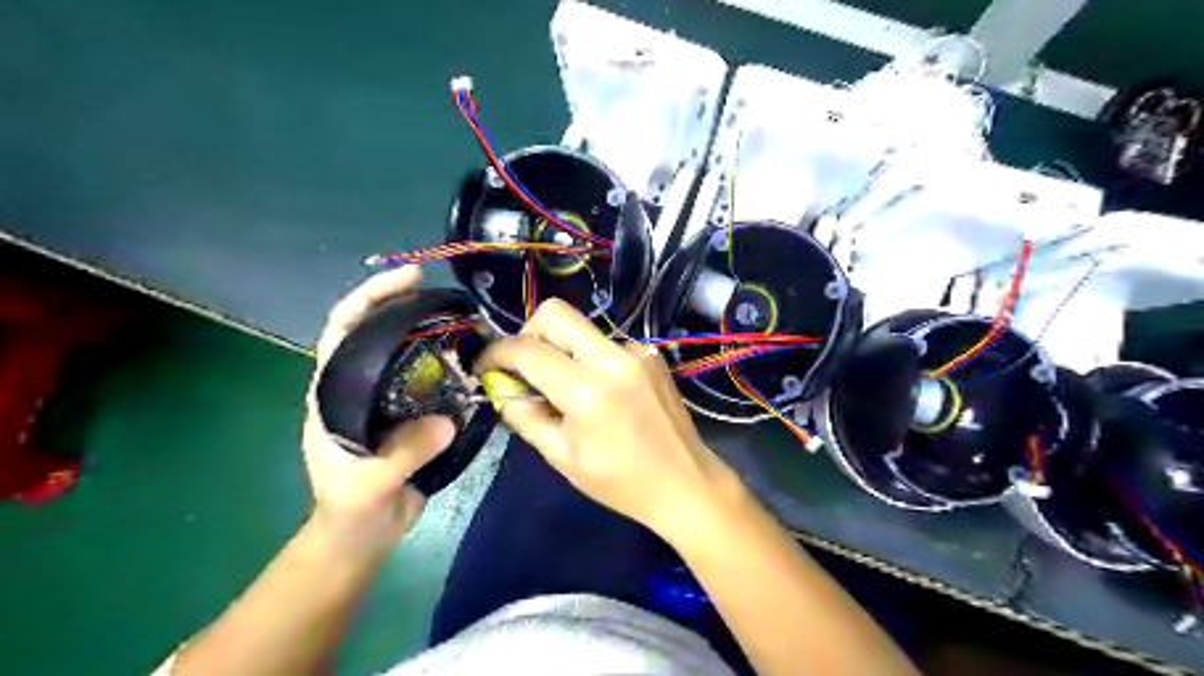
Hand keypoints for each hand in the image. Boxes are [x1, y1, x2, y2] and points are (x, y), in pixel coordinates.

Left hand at [307, 268, 457, 552]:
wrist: (365, 533)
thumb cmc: (352, 509)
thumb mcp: (369, 485)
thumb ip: (402, 455)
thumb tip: (445, 421)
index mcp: (334, 393)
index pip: (342, 330)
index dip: (369, 298)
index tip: (405, 279)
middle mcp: (360, 385)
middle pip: (378, 330)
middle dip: (405, 303)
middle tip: (443, 292)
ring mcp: (389, 397)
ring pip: (409, 351)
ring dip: (433, 331)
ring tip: (465, 319)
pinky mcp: (415, 411)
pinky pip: (434, 378)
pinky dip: (452, 363)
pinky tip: (474, 358)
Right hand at [476, 298, 739, 540]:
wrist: (684, 482)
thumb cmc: (619, 481)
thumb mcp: (561, 456)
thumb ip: (524, 415)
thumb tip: (501, 387)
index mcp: (587, 391)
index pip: (527, 349)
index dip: (496, 353)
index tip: (485, 366)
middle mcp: (613, 358)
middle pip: (556, 312)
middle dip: (529, 332)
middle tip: (527, 366)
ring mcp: (637, 352)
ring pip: (583, 328)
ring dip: (563, 349)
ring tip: (567, 389)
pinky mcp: (651, 355)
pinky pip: (606, 344)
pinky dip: (591, 360)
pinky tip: (601, 392)